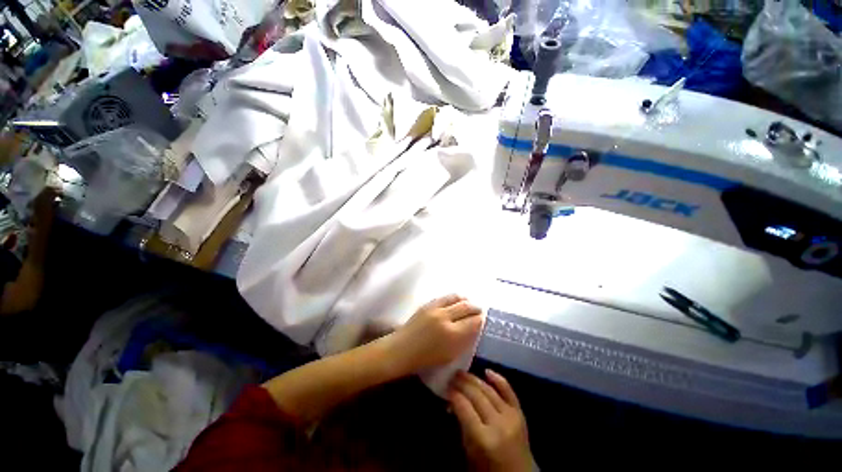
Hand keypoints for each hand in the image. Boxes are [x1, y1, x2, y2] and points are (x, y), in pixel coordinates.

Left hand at [387, 294, 482, 374]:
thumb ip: (464, 341)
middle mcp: (445, 318)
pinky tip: (456, 301)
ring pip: (456, 298)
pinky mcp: (427, 304)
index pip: (473, 322)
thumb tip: (474, 328)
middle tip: (479, 310)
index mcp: (452, 335)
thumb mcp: (450, 355)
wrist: (402, 349)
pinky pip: (444, 297)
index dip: (480, 320)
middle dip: (476, 308)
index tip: (483, 320)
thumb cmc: (426, 359)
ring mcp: (435, 309)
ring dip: (465, 300)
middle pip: (466, 307)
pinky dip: (453, 298)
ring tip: (469, 303)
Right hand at [450, 370, 533, 471]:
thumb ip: (462, 426)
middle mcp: (498, 424)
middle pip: (476, 396)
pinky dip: (498, 379)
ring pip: (489, 390)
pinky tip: (486, 371)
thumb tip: (452, 403)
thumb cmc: (489, 469)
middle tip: (451, 376)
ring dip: (474, 379)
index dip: (454, 395)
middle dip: (462, 383)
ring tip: (462, 373)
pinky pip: (509, 391)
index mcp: (484, 439)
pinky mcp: (520, 413)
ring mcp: (511, 417)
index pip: (464, 408)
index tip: (446, 387)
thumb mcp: (470, 453)